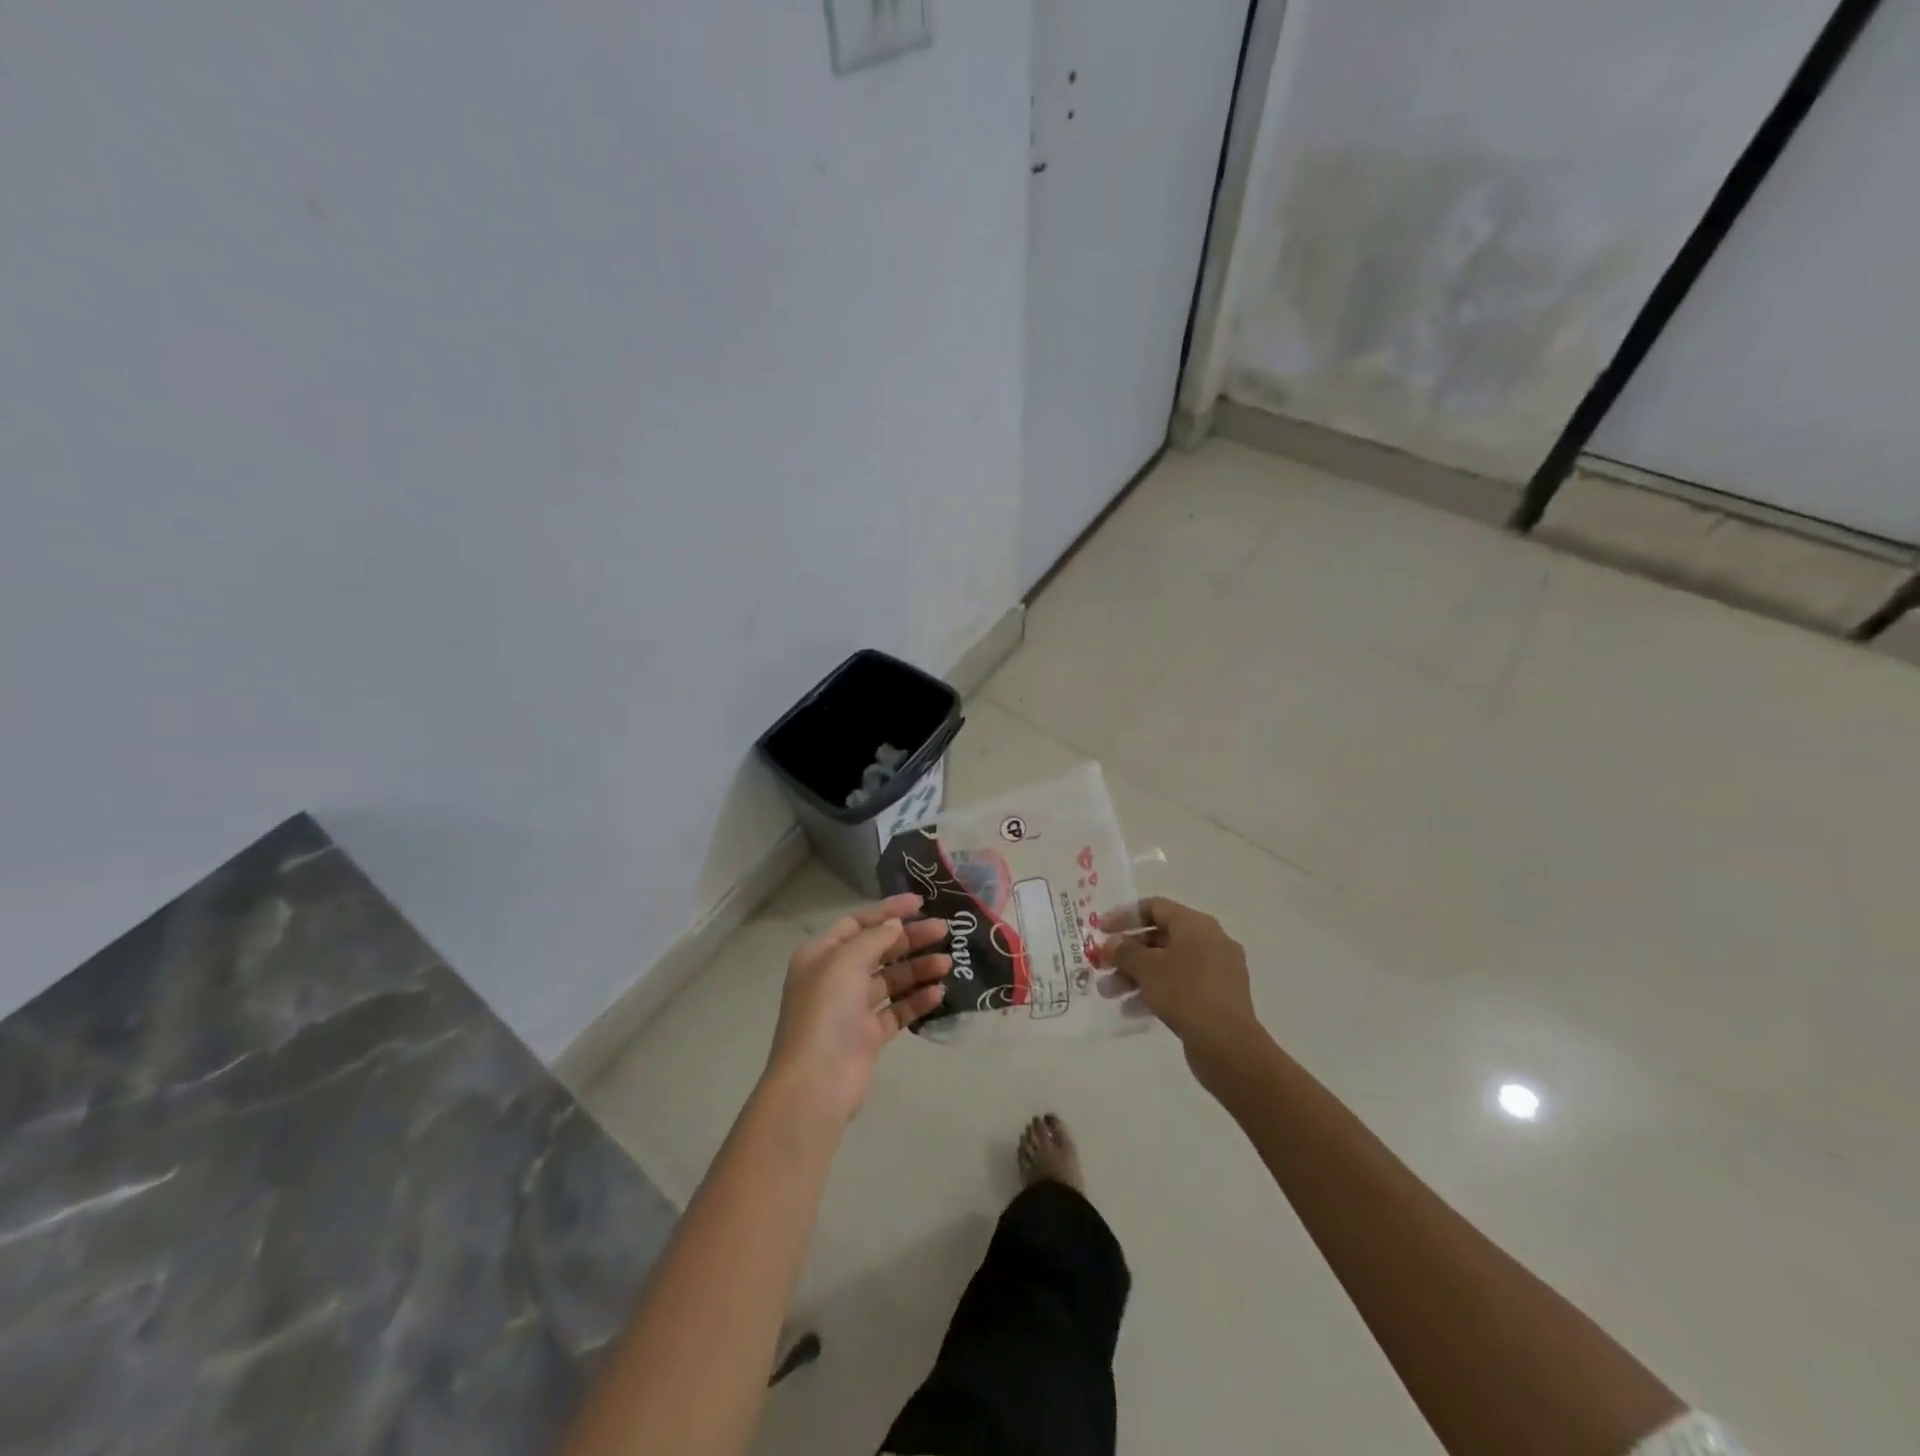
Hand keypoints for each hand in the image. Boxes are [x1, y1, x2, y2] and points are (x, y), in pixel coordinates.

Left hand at [765, 894, 949, 1123]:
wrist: (817, 1082)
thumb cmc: (826, 1010)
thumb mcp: (846, 961)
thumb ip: (875, 938)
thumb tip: (896, 925)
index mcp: (821, 955)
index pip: (858, 923)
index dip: (888, 911)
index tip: (920, 903)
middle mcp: (835, 978)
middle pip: (878, 950)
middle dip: (910, 939)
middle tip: (944, 931)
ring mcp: (852, 1009)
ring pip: (891, 980)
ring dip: (918, 969)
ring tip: (947, 963)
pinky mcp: (869, 1036)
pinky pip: (897, 1010)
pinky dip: (916, 1000)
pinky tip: (939, 993)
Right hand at [1102, 897, 1261, 1073]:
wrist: (1228, 1045)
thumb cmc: (1185, 993)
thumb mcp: (1147, 968)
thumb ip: (1125, 951)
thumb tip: (1112, 943)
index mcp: (1196, 925)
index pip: (1155, 907)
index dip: (1124, 916)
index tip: (1100, 930)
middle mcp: (1210, 941)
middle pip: (1160, 938)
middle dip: (1127, 953)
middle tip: (1101, 966)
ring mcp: (1217, 971)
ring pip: (1168, 965)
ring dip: (1136, 975)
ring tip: (1109, 993)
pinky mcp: (1218, 998)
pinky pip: (1180, 986)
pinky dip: (1156, 992)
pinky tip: (1132, 1010)